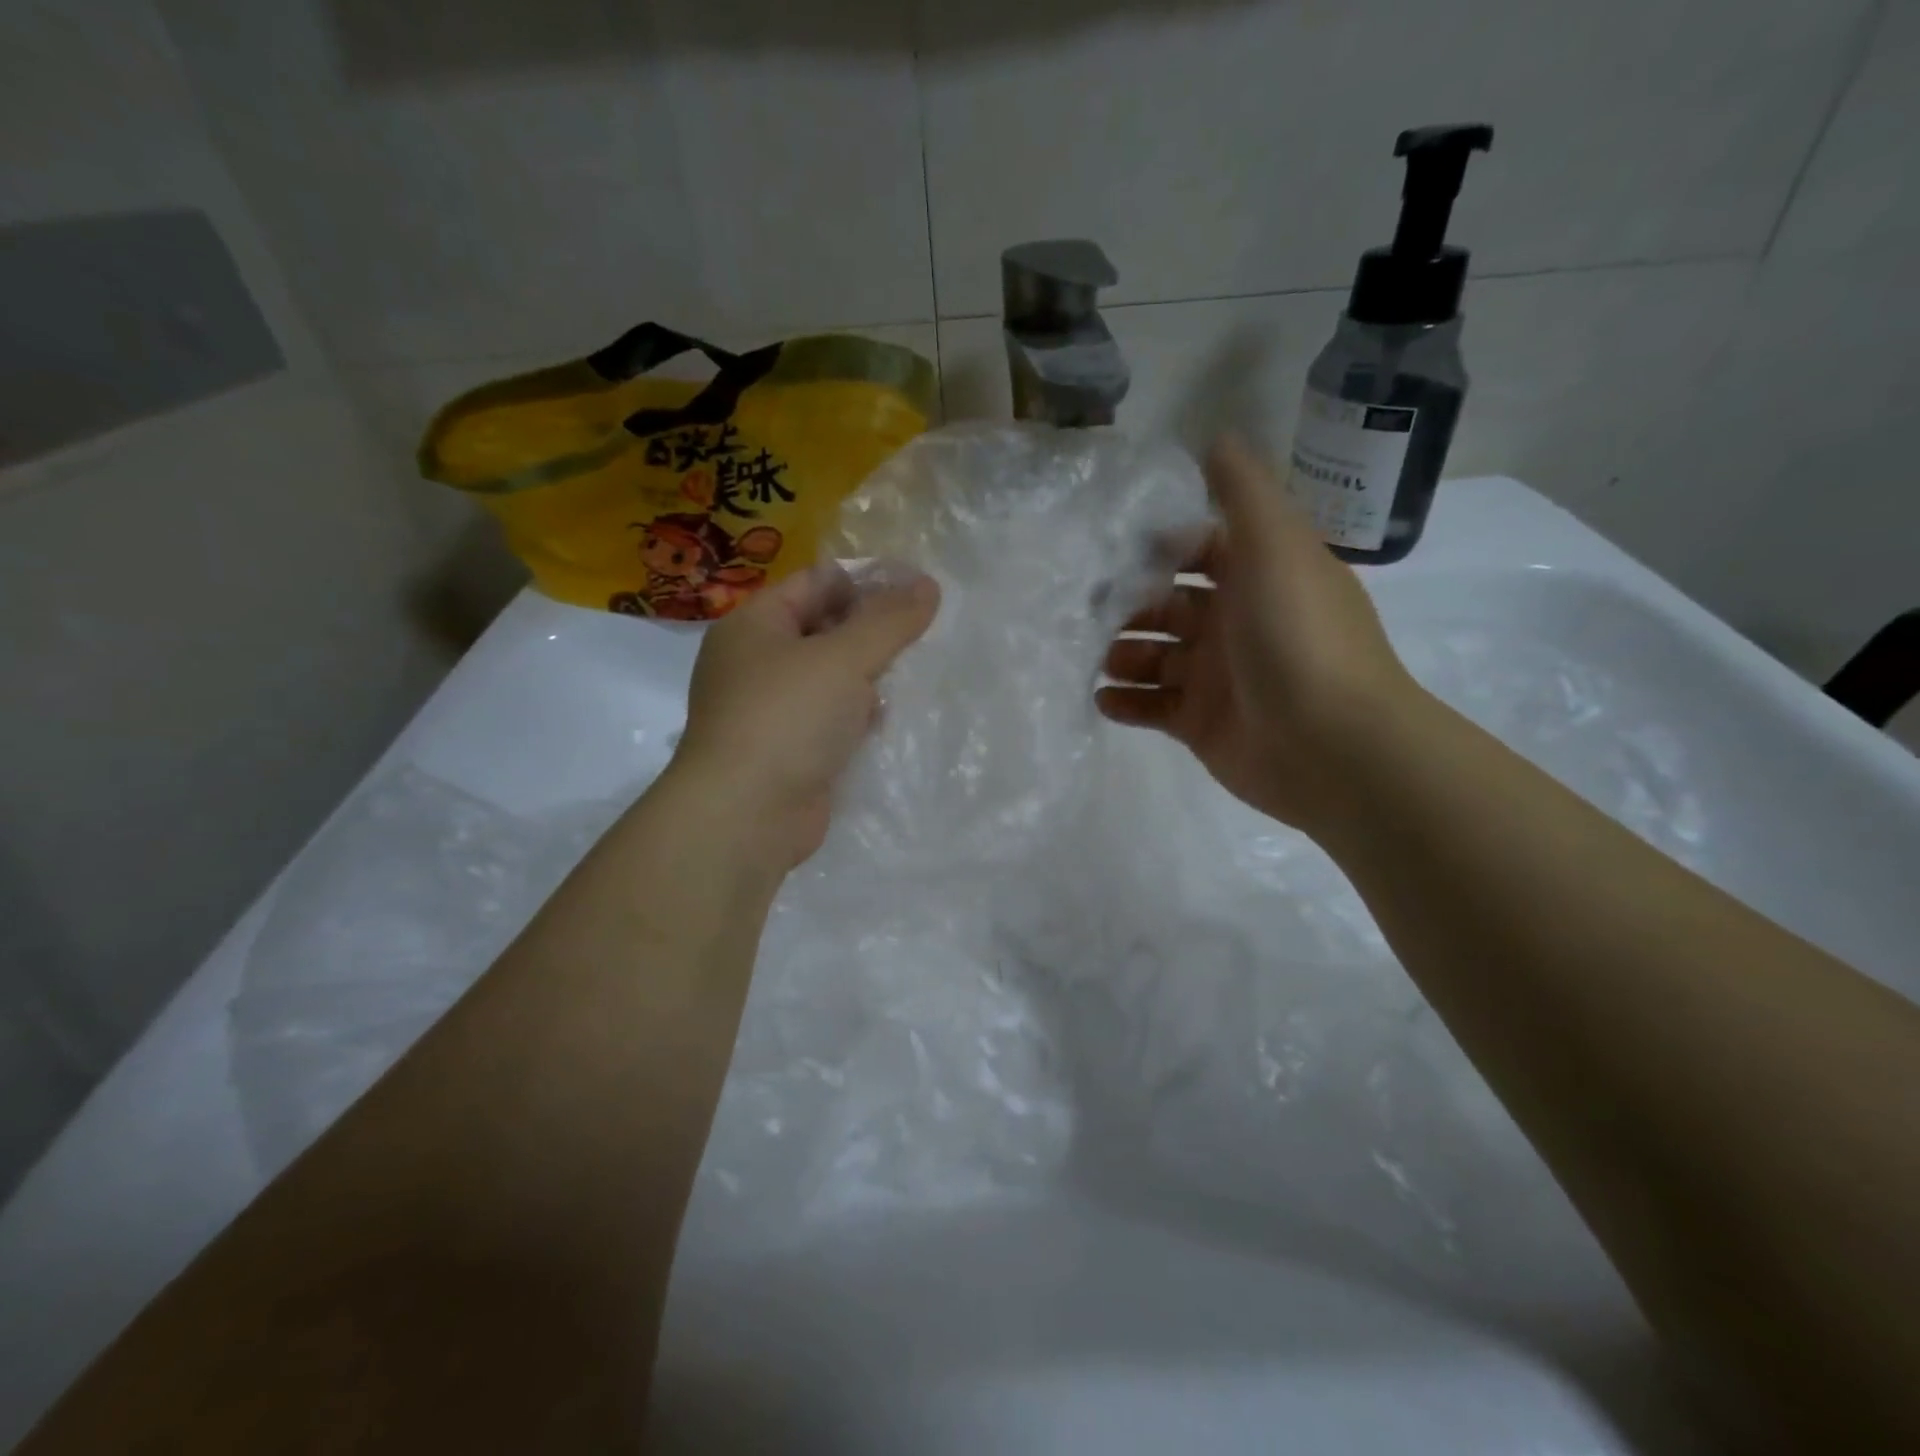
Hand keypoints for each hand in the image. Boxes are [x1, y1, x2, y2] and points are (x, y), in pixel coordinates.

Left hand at [669, 562, 940, 869]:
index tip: (918, 588)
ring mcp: (771, 711)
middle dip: (872, 630)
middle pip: (823, 629)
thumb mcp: (844, 658)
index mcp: (755, 625)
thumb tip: (928, 584)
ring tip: (917, 669)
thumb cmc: (787, 718)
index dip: (866, 580)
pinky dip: (857, 715)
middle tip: (924, 630)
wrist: (746, 816)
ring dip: (868, 675)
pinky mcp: (789, 751)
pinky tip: (888, 716)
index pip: (816, 583)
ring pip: (829, 678)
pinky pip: (830, 719)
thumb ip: (889, 620)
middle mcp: (757, 663)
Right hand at [1096, 437, 1419, 831]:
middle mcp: (1234, 622)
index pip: (1196, 549)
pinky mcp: (1199, 724)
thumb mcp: (1275, 546)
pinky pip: (1151, 707)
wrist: (1331, 746)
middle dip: (1126, 605)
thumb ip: (1243, 492)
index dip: (1157, 547)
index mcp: (1256, 576)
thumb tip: (1216, 436)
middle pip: (1165, 605)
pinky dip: (1125, 703)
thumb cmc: (1297, 637)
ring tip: (1095, 660)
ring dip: (1120, 654)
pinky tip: (1103, 700)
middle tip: (1085, 610)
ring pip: (1152, 657)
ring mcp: (1215, 677)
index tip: (1109, 547)